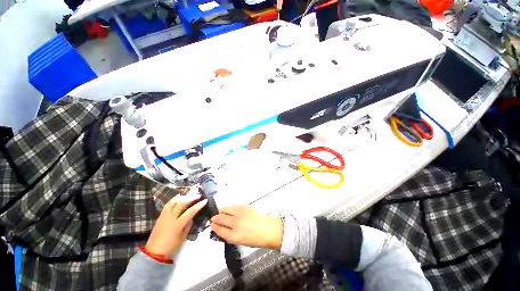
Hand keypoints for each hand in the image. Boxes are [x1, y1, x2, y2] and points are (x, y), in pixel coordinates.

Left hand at [145, 194, 207, 256]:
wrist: (154, 252)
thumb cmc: (171, 247)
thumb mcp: (183, 237)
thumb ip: (188, 225)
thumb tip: (191, 217)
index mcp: (178, 224)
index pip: (190, 211)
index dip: (199, 205)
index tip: (205, 200)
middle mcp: (171, 218)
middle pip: (181, 203)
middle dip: (191, 198)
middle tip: (198, 195)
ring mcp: (164, 216)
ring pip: (174, 201)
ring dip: (183, 197)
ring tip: (189, 195)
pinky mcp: (160, 216)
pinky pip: (167, 204)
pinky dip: (174, 199)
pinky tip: (178, 197)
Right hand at [210, 205, 282, 249]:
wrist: (269, 229)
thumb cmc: (256, 239)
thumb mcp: (240, 242)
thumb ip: (229, 235)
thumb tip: (221, 228)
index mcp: (234, 235)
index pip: (219, 229)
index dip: (214, 227)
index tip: (211, 224)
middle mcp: (236, 223)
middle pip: (220, 217)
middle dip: (215, 218)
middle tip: (214, 218)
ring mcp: (241, 213)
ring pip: (226, 208)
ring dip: (222, 211)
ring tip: (222, 213)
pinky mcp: (245, 206)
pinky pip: (234, 205)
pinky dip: (230, 207)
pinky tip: (231, 210)